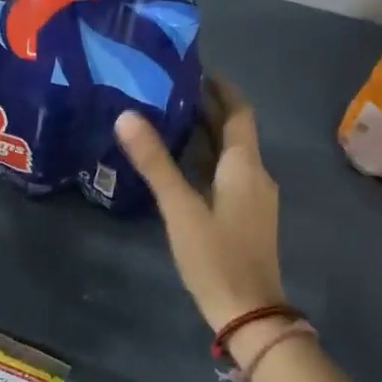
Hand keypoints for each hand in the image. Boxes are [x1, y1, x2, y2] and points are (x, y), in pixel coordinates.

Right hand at [116, 77, 285, 332]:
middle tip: (169, 88)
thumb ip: (155, 161)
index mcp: (244, 166)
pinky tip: (180, 162)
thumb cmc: (216, 256)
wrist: (249, 314)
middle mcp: (255, 174)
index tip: (194, 68)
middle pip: (235, 130)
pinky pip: (227, 172)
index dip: (220, 88)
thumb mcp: (180, 207)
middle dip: (208, 107)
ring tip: (168, 117)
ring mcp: (253, 197)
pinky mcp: (245, 215)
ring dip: (206, 132)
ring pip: (230, 152)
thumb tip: (127, 115)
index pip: (239, 112)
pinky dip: (206, 157)